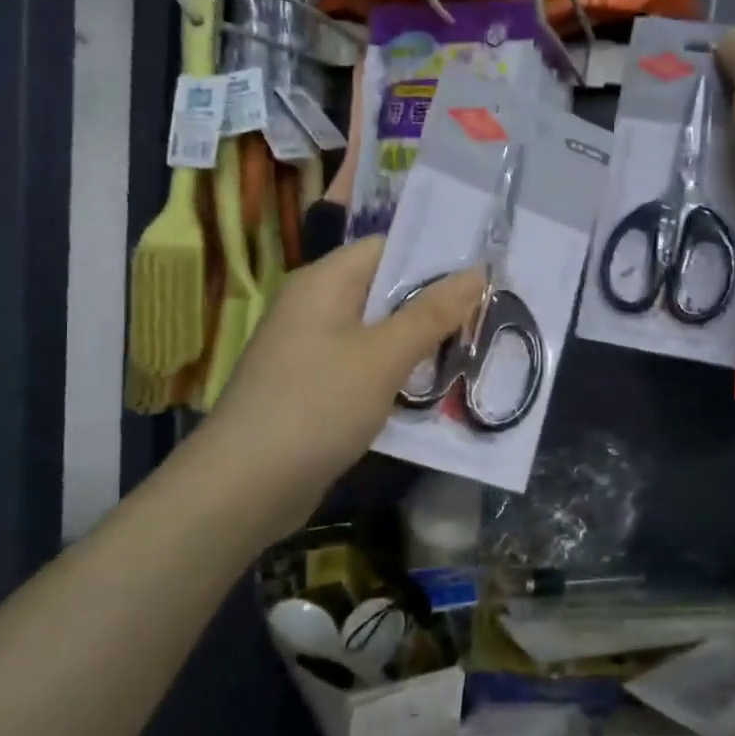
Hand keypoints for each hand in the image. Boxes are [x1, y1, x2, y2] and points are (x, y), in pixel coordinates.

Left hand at [190, 238, 481, 539]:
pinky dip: (397, 375)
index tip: (484, 276)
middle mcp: (315, 308)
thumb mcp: (383, 356)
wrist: (245, 487)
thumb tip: (477, 271)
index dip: (434, 257)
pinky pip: (365, 368)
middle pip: (384, 291)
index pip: (386, 248)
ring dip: (420, 344)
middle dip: (435, 305)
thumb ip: (432, 313)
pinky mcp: (315, 388)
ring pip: (379, 334)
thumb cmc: (316, 406)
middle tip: (490, 317)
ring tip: (473, 352)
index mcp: (324, 283)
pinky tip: (433, 391)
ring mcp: (312, 350)